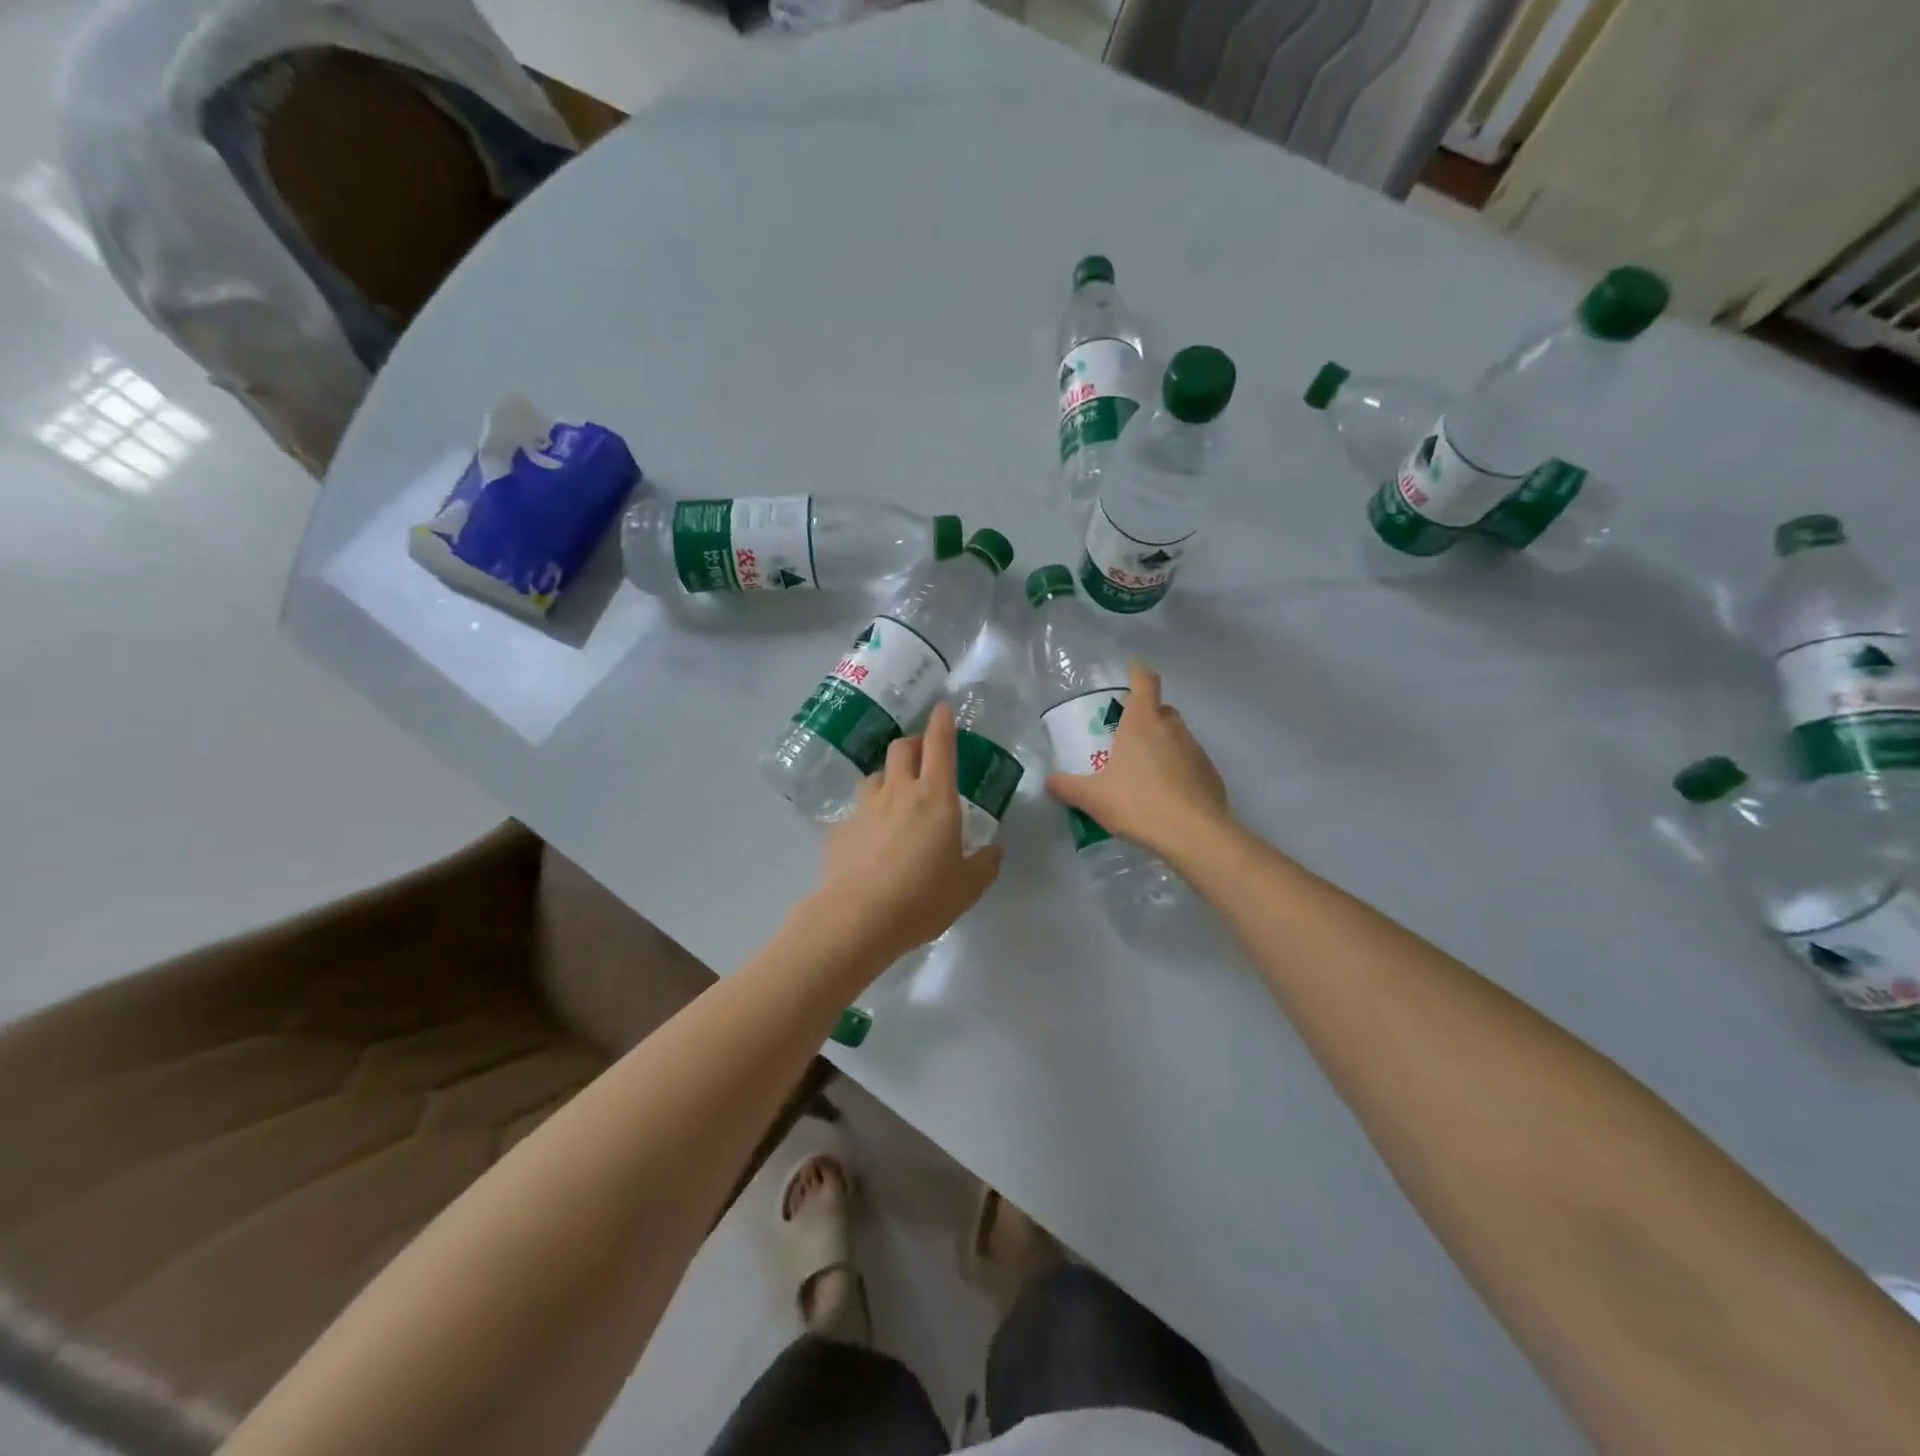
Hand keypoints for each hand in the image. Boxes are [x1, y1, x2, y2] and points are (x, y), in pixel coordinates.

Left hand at [810, 703, 1003, 969]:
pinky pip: (859, 807)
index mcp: (935, 798)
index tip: (943, 708)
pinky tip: (873, 834)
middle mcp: (899, 791)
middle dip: (915, 743)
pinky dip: (870, 810)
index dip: (942, 723)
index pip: (939, 746)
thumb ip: (985, 863)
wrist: (858, 918)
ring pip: (877, 774)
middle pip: (902, 748)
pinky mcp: (841, 828)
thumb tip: (994, 850)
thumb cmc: (922, 898)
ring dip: (890, 775)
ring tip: (898, 794)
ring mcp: (865, 807)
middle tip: (924, 755)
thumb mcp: (968, 887)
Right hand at [1045, 663, 1231, 857]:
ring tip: (1143, 772)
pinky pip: (1190, 762)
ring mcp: (1196, 750)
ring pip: (1177, 736)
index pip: (1144, 681)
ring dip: (1162, 744)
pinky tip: (1165, 795)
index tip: (1130, 671)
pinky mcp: (1210, 774)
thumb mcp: (1092, 798)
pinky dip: (1178, 769)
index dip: (1137, 672)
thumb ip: (1067, 787)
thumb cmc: (1138, 803)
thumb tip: (1048, 781)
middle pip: (1161, 709)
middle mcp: (1172, 728)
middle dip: (1146, 715)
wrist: (1194, 834)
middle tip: (1126, 736)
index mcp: (1142, 722)